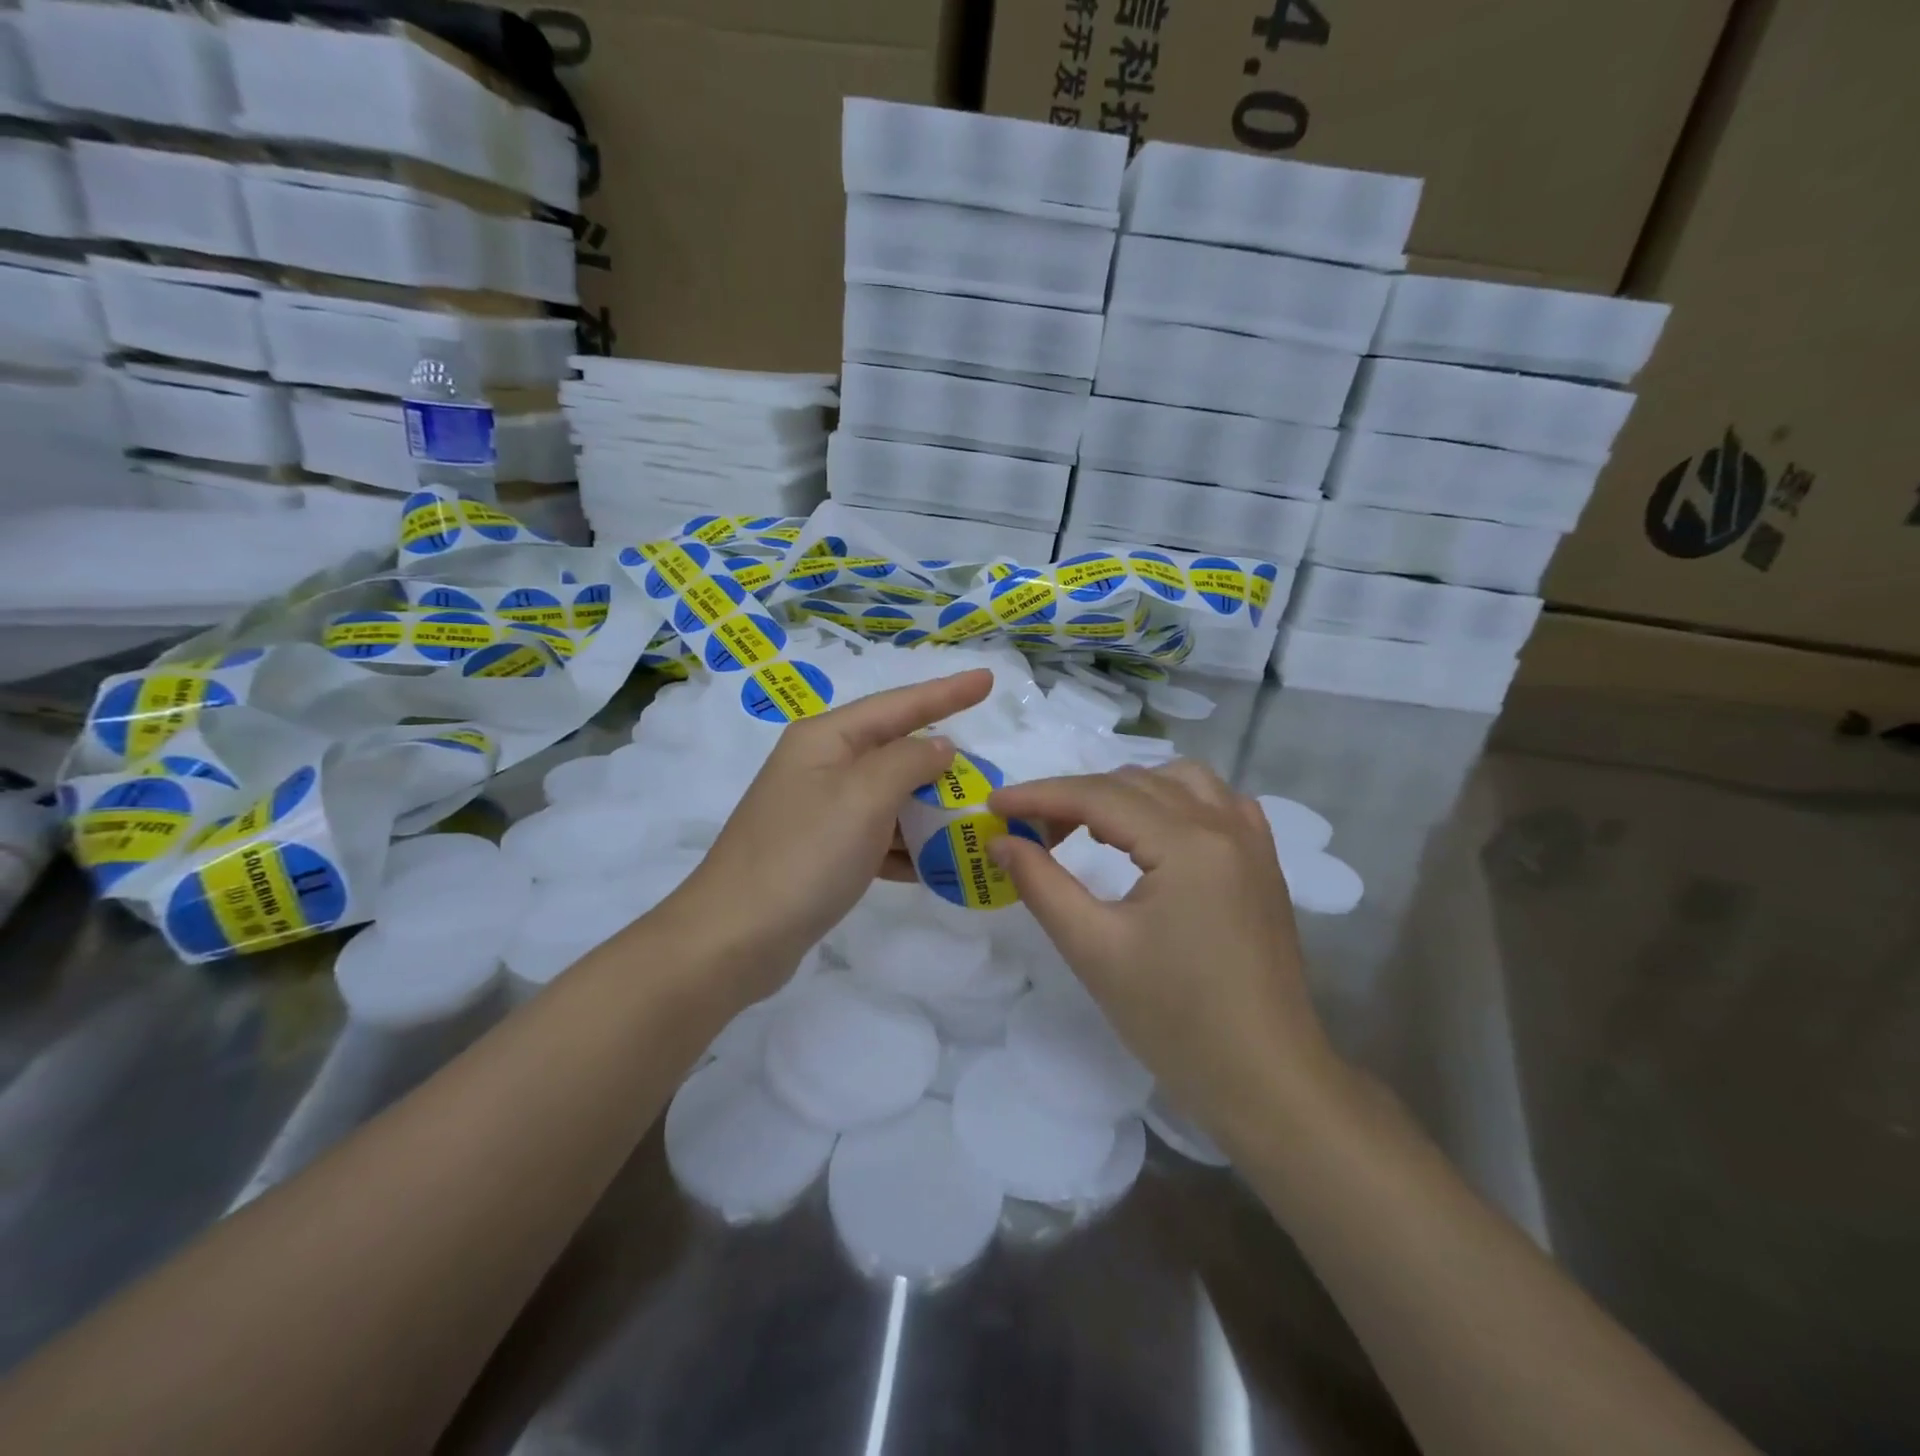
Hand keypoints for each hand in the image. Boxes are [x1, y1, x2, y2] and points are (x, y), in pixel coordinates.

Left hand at [668, 670, 992, 1002]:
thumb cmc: (804, 855)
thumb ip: (909, 762)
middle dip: (941, 763)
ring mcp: (820, 811)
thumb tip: (939, 747)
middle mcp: (821, 766)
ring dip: (929, 810)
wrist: (735, 938)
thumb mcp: (863, 797)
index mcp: (826, 739)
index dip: (947, 692)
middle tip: (988, 771)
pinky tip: (938, 866)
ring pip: (889, 798)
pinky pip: (877, 837)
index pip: (898, 705)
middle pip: (894, 751)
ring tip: (974, 820)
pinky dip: (907, 848)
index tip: (988, 679)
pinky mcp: (822, 853)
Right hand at [988, 762, 1342, 1147]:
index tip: (993, 805)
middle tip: (1032, 832)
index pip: (1098, 796)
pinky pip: (1217, 802)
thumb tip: (1002, 840)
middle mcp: (1225, 825)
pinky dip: (1175, 800)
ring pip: (1179, 781)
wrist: (1265, 1080)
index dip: (1039, 795)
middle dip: (1075, 797)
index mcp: (1188, 843)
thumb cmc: (1174, 1020)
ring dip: (1126, 791)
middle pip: (1135, 783)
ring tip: (1089, 826)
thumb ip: (1041, 884)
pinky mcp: (1264, 863)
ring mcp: (1252, 842)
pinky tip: (1156, 832)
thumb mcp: (1094, 949)